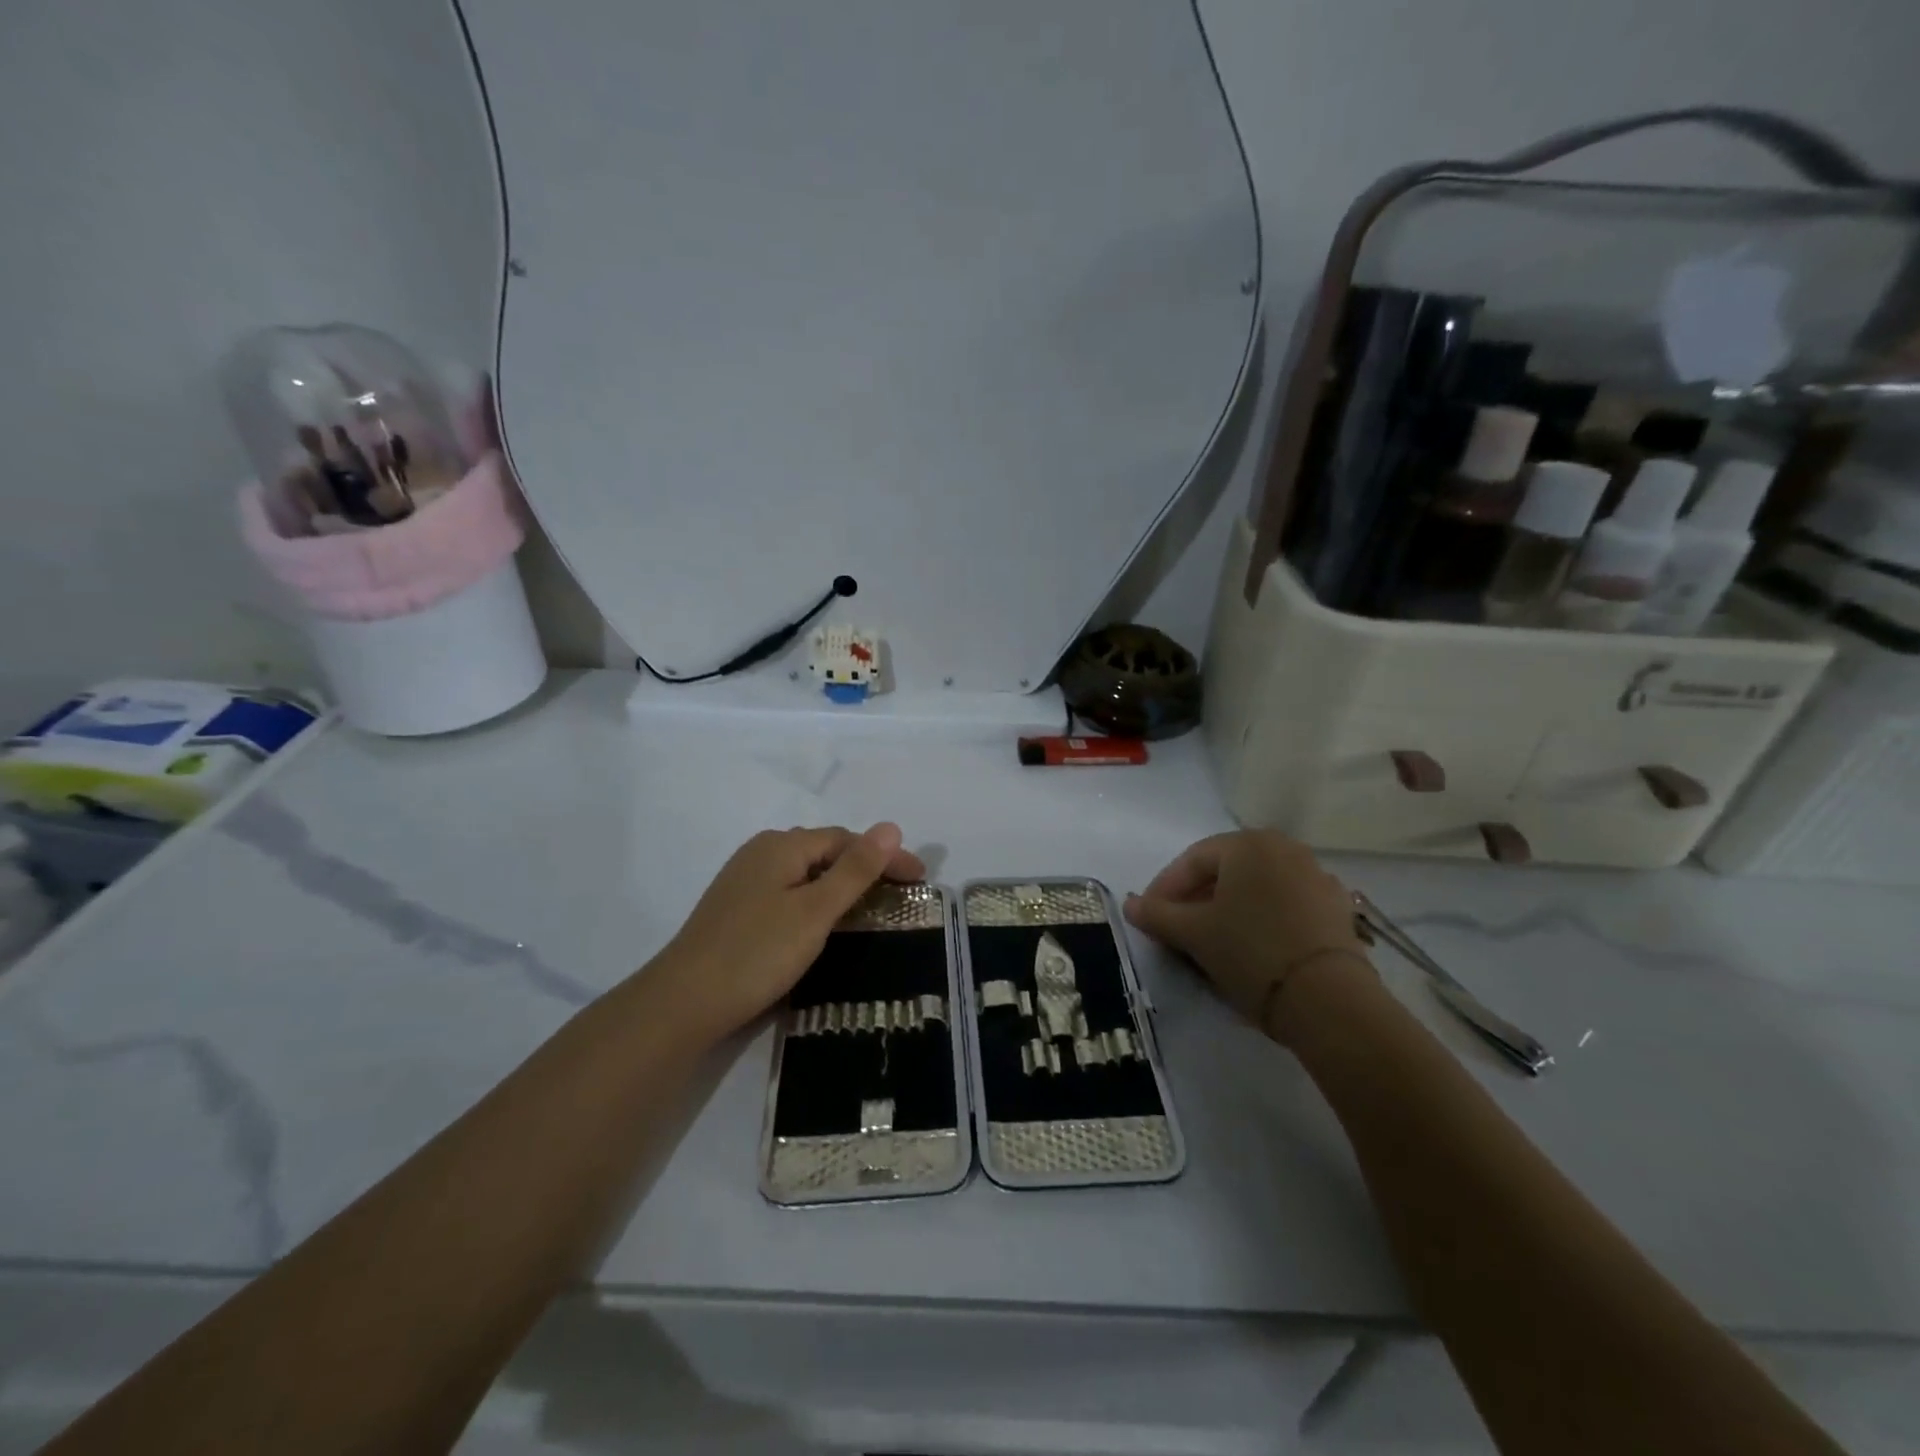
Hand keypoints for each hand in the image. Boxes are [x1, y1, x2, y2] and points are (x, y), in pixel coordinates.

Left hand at [652, 824, 925, 1040]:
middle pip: (825, 851)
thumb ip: (855, 869)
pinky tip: (821, 922)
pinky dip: (815, 900)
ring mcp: (744, 880)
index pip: (847, 840)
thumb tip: (890, 826)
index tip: (920, 881)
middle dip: (865, 868)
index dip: (886, 856)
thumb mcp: (815, 911)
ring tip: (869, 908)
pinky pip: (788, 891)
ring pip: (805, 873)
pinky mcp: (735, 908)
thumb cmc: (757, 953)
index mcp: (782, 845)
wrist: (683, 1002)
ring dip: (840, 885)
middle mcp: (761, 852)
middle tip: (899, 895)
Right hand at [1124, 830, 1369, 1037]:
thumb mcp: (1193, 933)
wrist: (1329, 1000)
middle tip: (1178, 929)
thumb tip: (1130, 904)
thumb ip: (1156, 914)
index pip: (1192, 860)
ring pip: (1257, 887)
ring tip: (1214, 939)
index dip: (1164, 889)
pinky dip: (1263, 917)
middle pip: (1226, 870)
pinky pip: (1286, 904)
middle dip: (1197, 898)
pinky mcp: (1337, 908)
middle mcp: (1285, 848)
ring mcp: (1316, 876)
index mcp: (1247, 844)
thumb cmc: (1250, 952)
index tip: (1149, 917)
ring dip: (1230, 907)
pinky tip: (1254, 945)